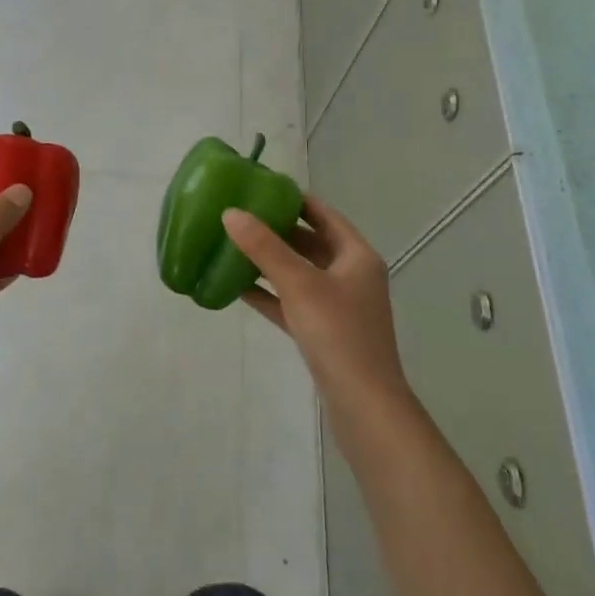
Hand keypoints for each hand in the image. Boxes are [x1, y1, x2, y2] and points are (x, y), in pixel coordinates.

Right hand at [222, 196, 407, 409]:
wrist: (364, 408)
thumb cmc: (338, 334)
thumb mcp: (299, 284)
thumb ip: (264, 247)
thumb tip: (230, 212)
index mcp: (356, 256)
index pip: (323, 214)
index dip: (293, 199)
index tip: (259, 188)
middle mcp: (350, 276)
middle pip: (309, 242)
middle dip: (275, 229)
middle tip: (239, 215)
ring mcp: (338, 306)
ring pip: (298, 273)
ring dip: (269, 261)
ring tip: (232, 246)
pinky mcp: (323, 333)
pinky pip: (292, 302)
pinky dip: (269, 292)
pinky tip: (237, 287)